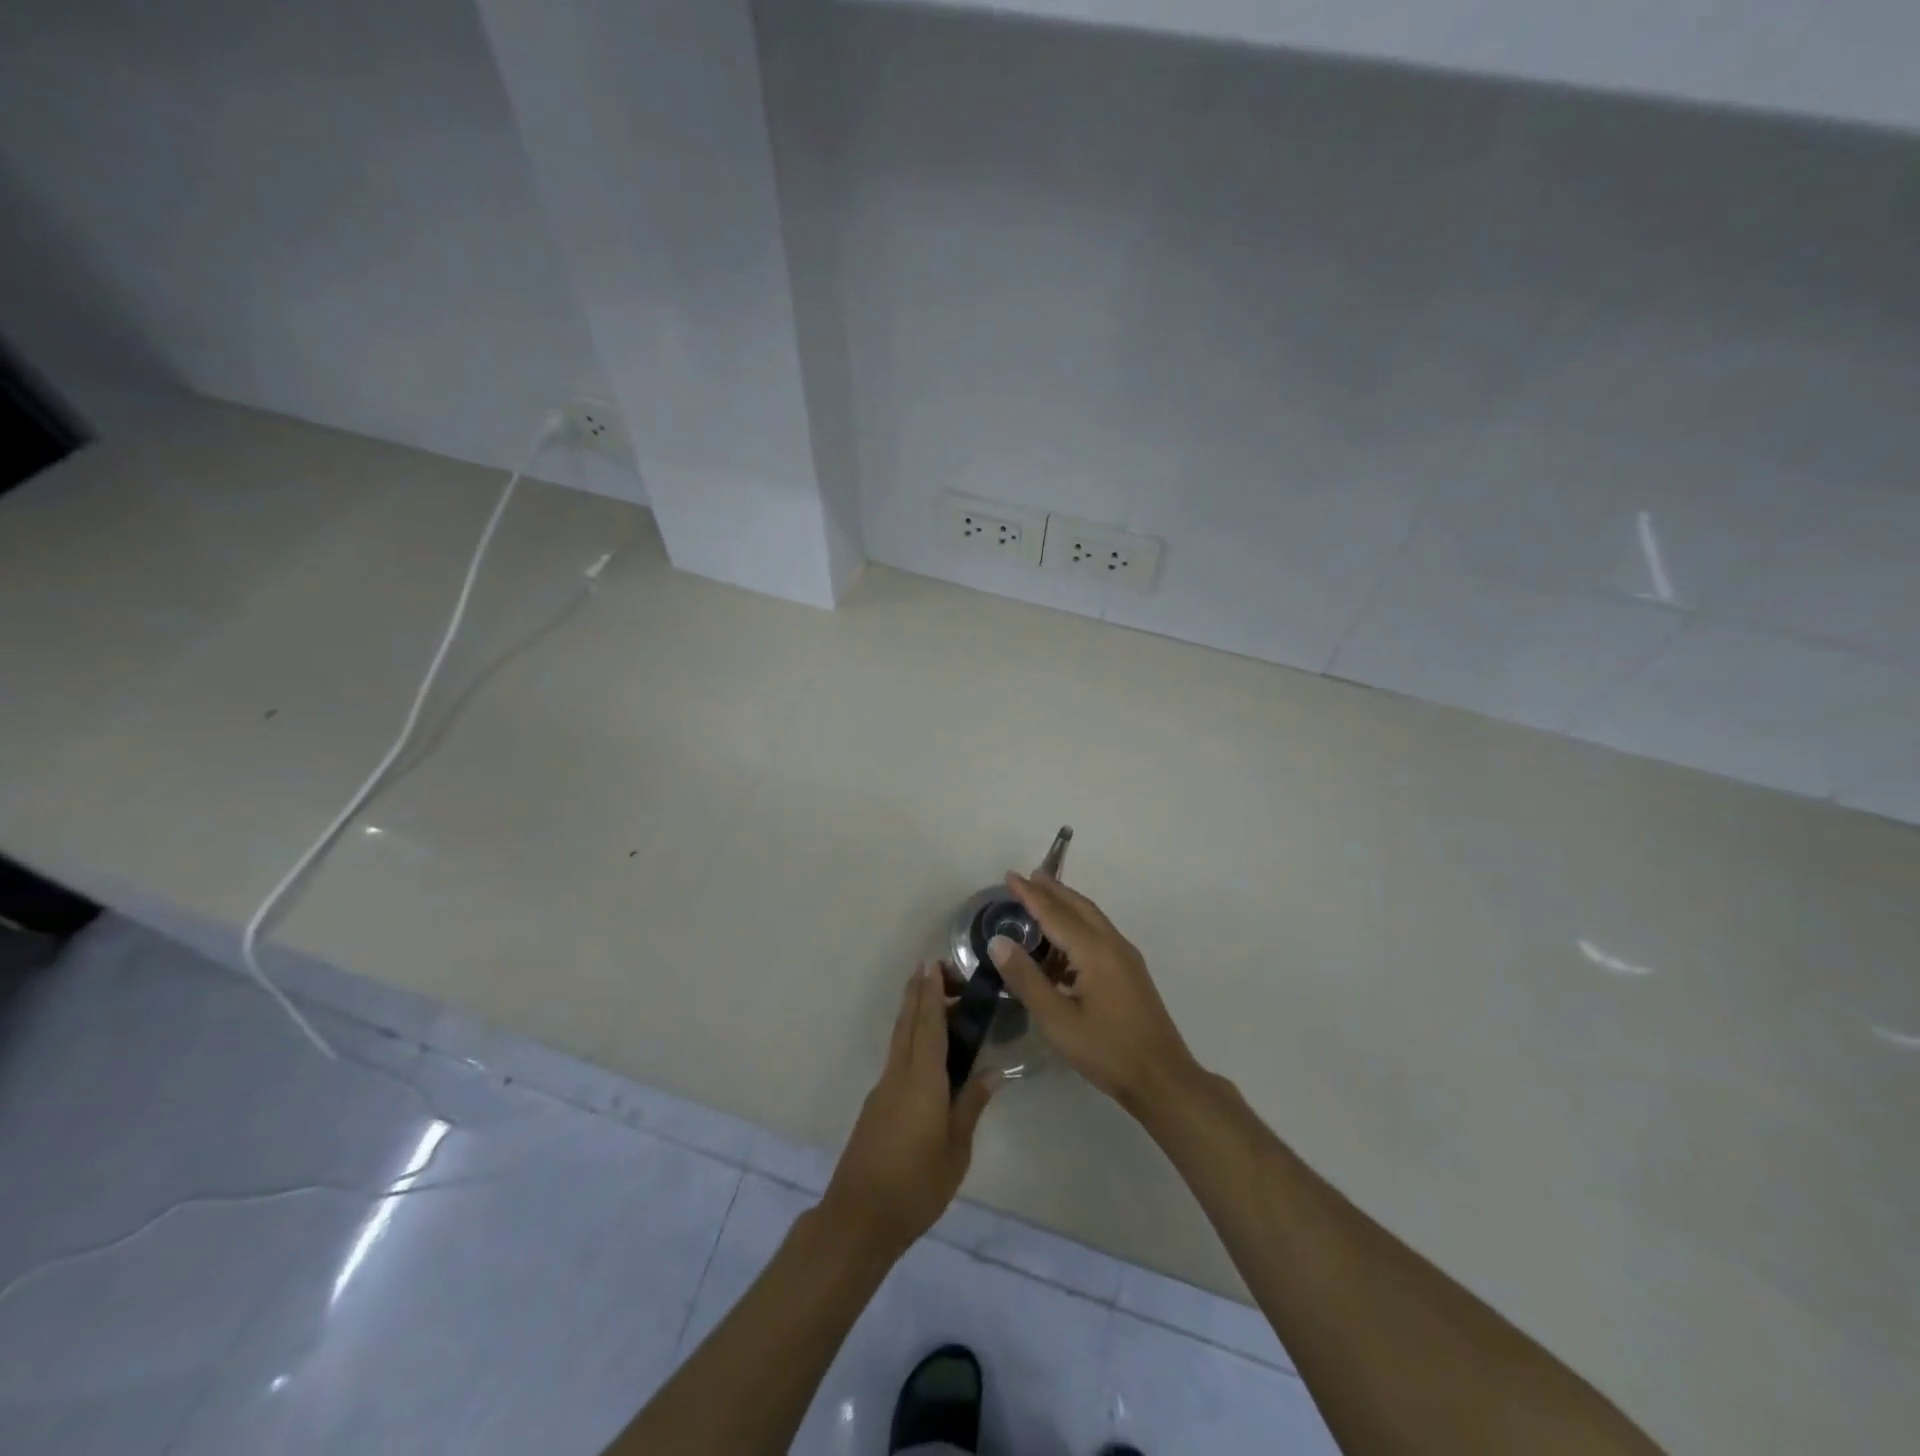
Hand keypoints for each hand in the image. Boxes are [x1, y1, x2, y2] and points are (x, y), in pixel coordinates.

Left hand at [820, 965, 994, 1259]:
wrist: (859, 1218)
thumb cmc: (915, 1186)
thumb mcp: (956, 1151)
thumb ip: (970, 1107)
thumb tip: (989, 1072)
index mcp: (922, 1081)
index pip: (928, 1025)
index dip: (931, 993)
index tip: (933, 964)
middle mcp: (898, 1075)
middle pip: (908, 1023)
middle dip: (918, 993)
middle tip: (933, 968)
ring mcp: (883, 1090)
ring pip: (900, 1039)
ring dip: (913, 1014)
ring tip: (934, 1001)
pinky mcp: (876, 1106)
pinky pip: (897, 1059)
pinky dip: (911, 1040)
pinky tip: (926, 1053)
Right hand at [989, 872, 1197, 1113]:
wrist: (1163, 1079)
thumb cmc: (1106, 1050)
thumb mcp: (1056, 1019)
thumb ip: (1026, 978)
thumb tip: (999, 941)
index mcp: (1094, 951)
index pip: (1055, 913)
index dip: (1031, 894)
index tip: (1010, 876)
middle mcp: (1113, 944)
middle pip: (1079, 907)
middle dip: (1052, 890)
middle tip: (1027, 877)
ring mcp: (1126, 958)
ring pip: (1092, 919)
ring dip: (1066, 906)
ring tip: (1043, 900)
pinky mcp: (1131, 973)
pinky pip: (1100, 935)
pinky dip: (1078, 926)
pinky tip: (1064, 944)